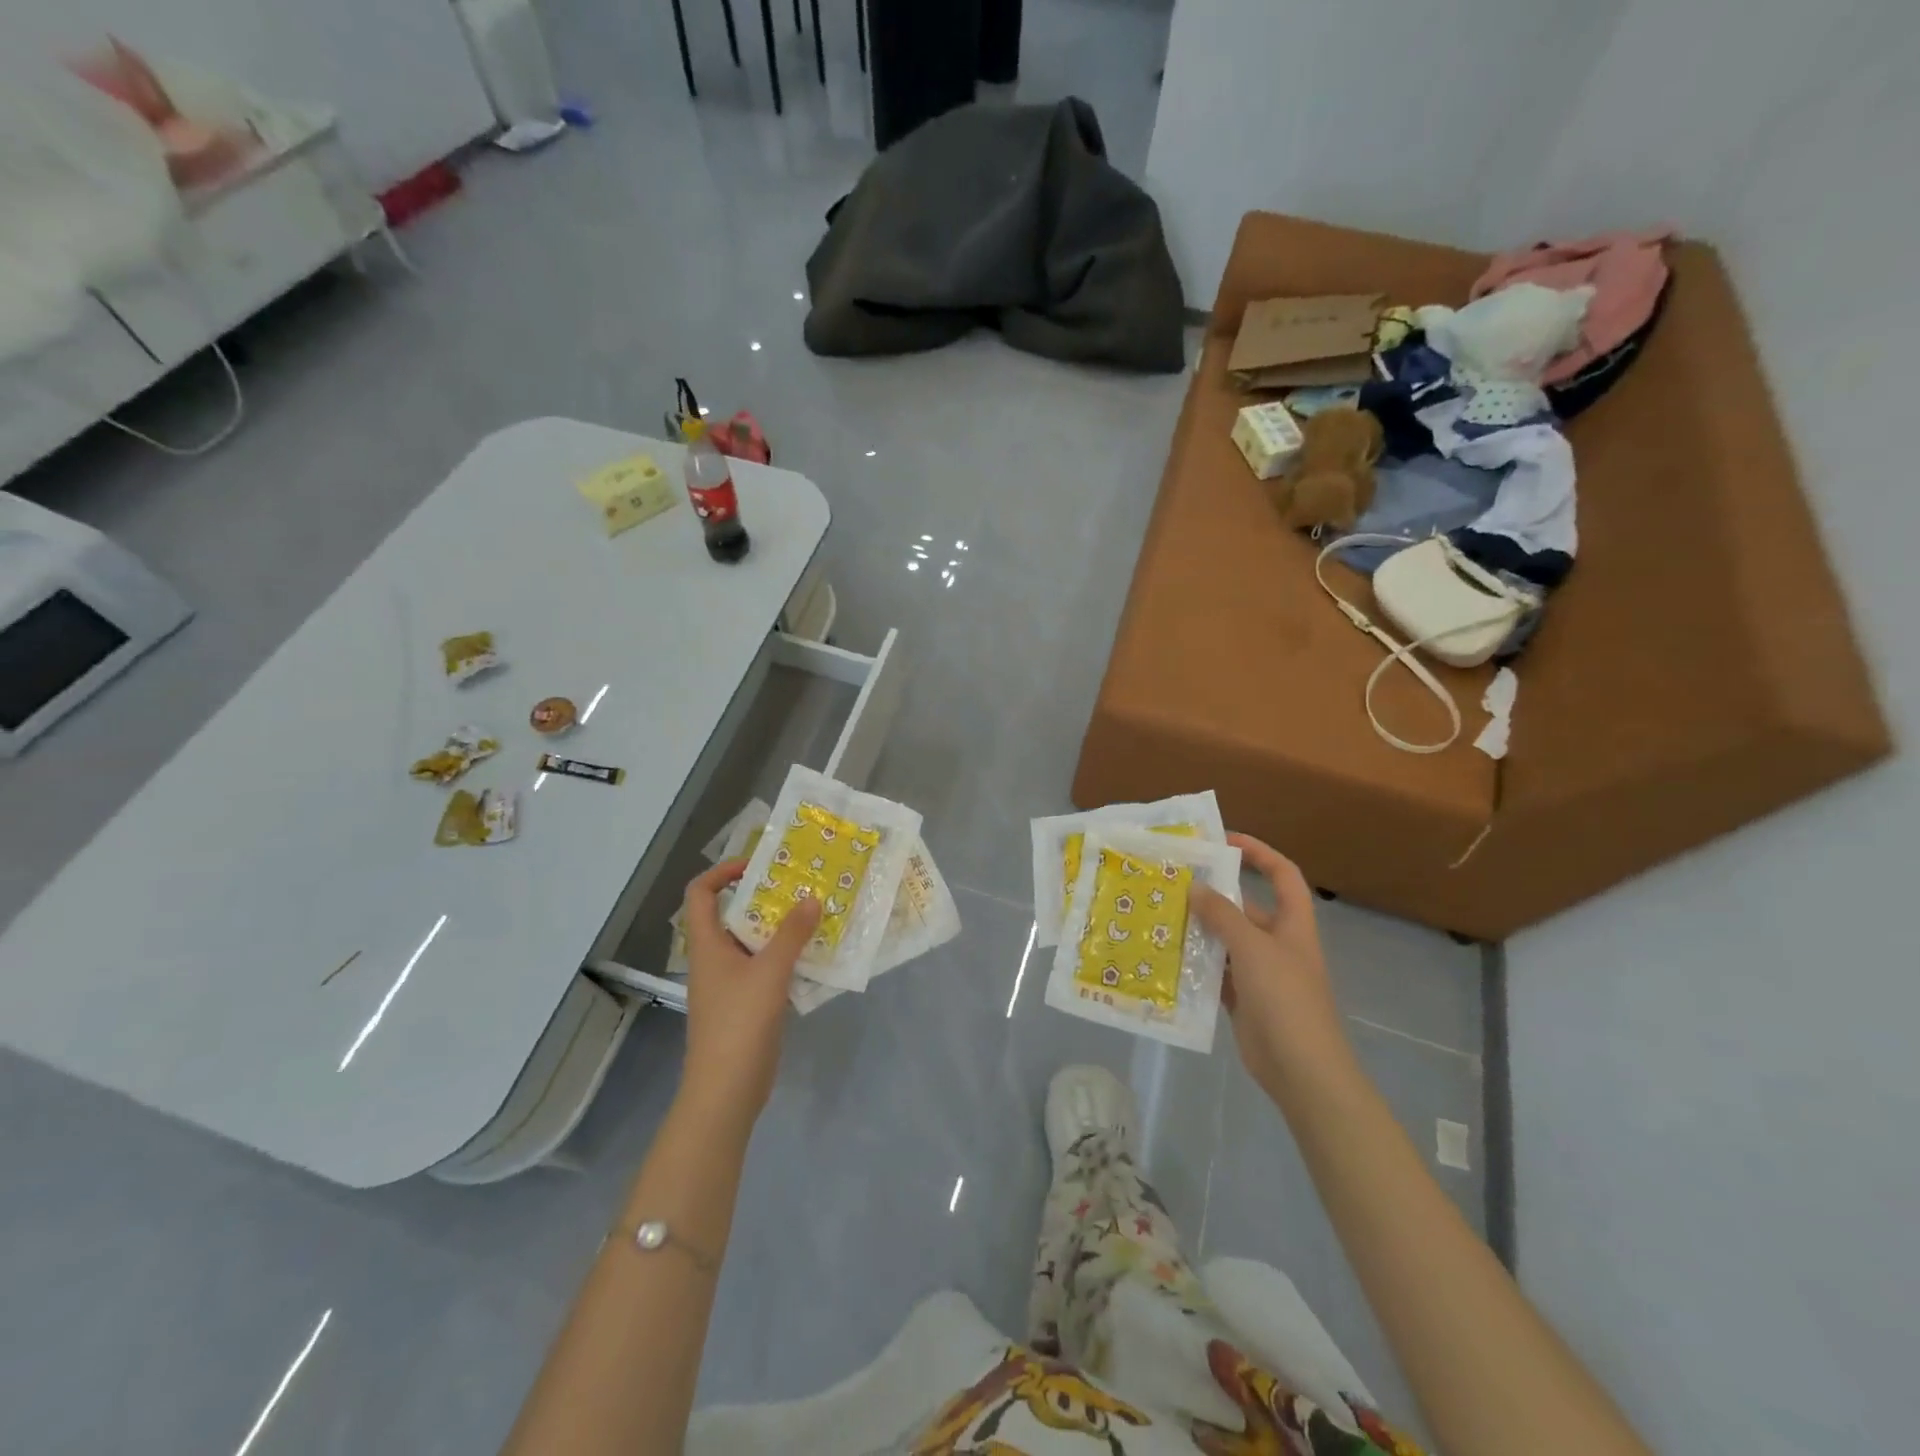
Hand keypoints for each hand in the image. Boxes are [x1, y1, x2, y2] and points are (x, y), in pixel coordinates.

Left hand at [677, 858, 820, 1135]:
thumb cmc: (739, 1024)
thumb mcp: (770, 972)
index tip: (757, 865)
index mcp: (708, 944)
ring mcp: (731, 983)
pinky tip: (815, 954)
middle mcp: (716, 958)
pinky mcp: (748, 1003)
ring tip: (814, 913)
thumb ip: (792, 934)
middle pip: (733, 914)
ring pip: (754, 942)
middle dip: (765, 897)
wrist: (726, 1091)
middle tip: (800, 885)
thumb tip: (811, 898)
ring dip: (781, 927)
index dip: (722, 872)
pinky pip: (767, 967)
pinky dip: (787, 956)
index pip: (701, 893)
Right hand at [1192, 833, 1352, 1099]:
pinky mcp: (1243, 999)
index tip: (1224, 841)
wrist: (1302, 1070)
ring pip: (1225, 941)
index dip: (1259, 852)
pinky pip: (1215, 972)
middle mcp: (1277, 944)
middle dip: (1213, 894)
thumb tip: (1195, 887)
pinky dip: (1195, 964)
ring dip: (1199, 929)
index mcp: (1292, 925)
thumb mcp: (1253, 949)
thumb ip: (1223, 916)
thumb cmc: (1285, 998)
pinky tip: (1166, 955)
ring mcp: (1260, 973)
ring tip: (1160, 915)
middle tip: (1172, 882)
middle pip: (1245, 908)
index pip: (1282, 874)